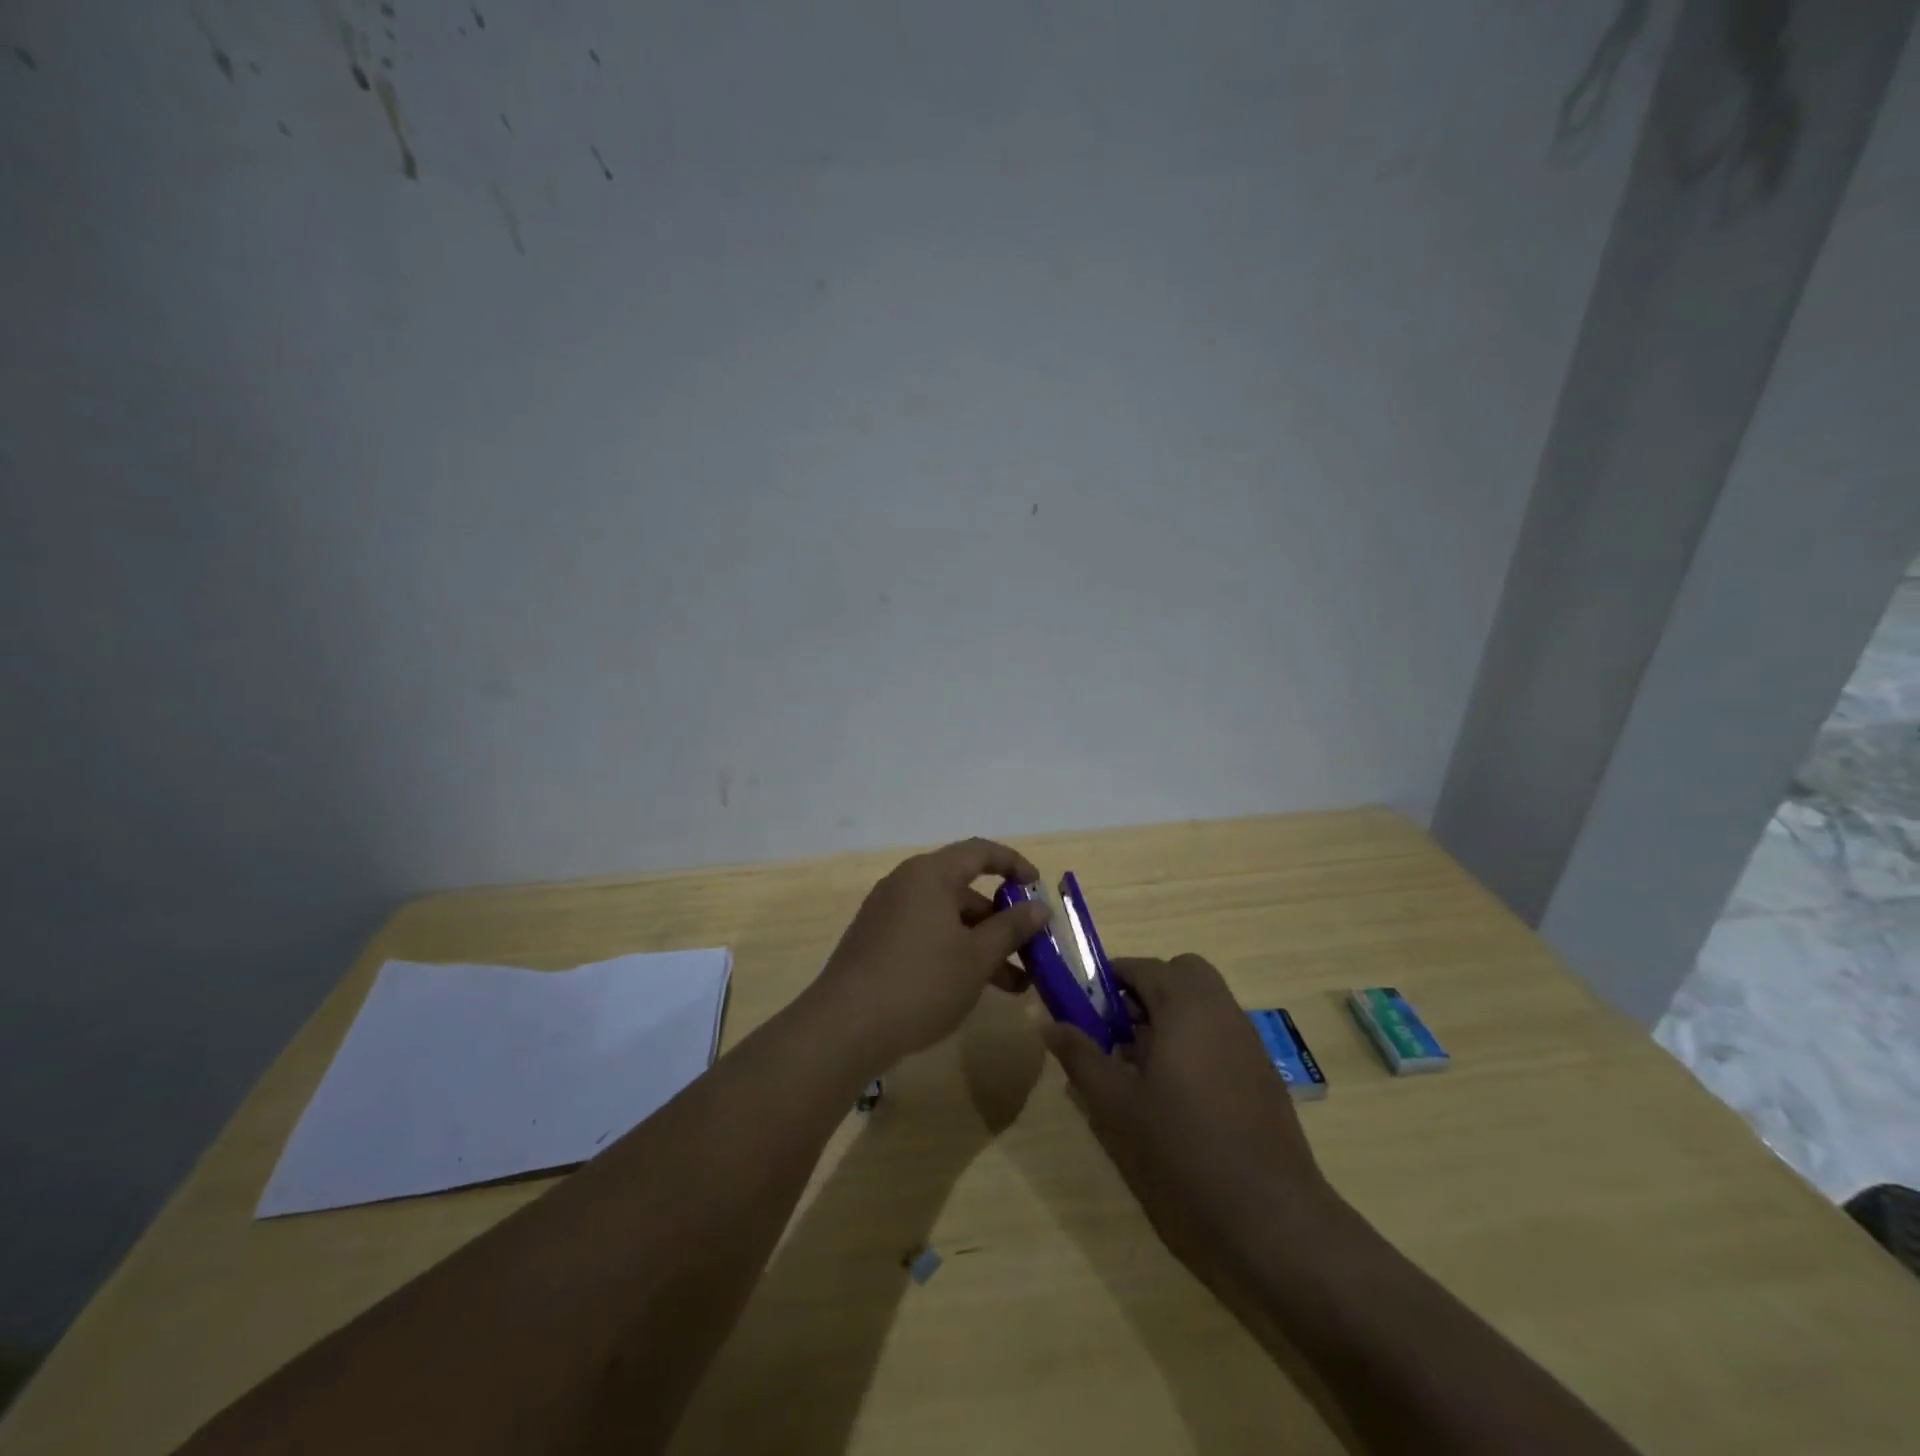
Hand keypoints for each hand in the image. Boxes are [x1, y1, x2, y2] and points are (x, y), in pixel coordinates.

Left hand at [809, 838, 1050, 1069]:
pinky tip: (971, 988)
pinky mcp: (875, 942)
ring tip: (1014, 985)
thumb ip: (1011, 928)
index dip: (1013, 863)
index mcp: (930, 875)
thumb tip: (1038, 908)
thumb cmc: (921, 982)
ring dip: (981, 944)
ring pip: (946, 919)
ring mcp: (886, 914)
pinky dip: (953, 952)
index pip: (980, 852)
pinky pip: (925, 935)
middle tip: (1030, 950)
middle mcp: (905, 884)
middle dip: (1001, 920)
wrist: (845, 1027)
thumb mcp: (977, 957)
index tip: (1038, 887)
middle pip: (964, 890)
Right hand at [1043, 955, 1330, 1290]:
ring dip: (1171, 1013)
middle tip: (1119, 1028)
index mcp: (1184, 1005)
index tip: (1086, 1005)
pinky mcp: (1262, 1070)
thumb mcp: (1116, 1102)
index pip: (1141, 966)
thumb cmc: (1182, 1147)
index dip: (1109, 978)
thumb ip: (1080, 1055)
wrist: (1269, 1212)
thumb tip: (1047, 1020)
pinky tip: (1178, 1090)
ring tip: (1142, 1064)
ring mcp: (1247, 1038)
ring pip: (1204, 1001)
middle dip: (1147, 988)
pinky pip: (1221, 1030)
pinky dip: (1195, 1038)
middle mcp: (1220, 1009)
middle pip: (1180, 973)